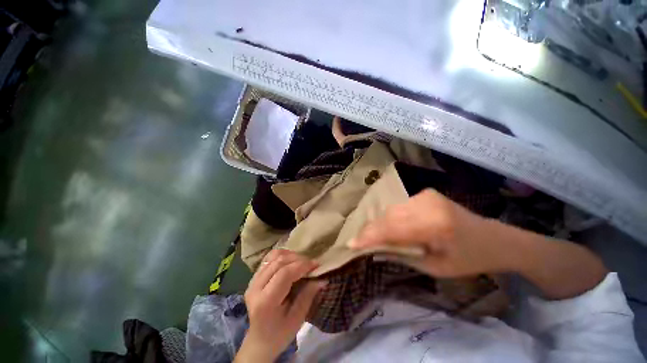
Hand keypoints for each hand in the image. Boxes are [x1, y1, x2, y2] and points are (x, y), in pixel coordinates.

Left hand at [235, 249, 325, 362]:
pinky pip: (269, 258)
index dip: (302, 265)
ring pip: (273, 257)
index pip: (284, 274)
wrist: (260, 340)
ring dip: (290, 255)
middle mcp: (255, 288)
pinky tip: (290, 261)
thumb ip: (308, 295)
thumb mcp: (297, 318)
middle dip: (298, 259)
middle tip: (311, 264)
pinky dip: (282, 256)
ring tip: (301, 262)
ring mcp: (252, 281)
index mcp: (265, 302)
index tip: (316, 264)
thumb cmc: (280, 333)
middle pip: (279, 262)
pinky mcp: (254, 277)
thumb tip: (322, 278)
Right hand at [349, 189, 509, 277]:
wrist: (492, 238)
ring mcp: (425, 195)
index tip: (351, 244)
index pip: (393, 228)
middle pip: (389, 216)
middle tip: (357, 242)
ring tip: (370, 236)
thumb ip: (402, 256)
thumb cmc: (468, 259)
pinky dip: (389, 218)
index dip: (370, 236)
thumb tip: (374, 250)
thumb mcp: (435, 268)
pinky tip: (387, 228)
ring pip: (391, 210)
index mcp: (437, 224)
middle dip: (371, 230)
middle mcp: (428, 203)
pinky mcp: (424, 193)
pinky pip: (398, 207)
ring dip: (379, 224)